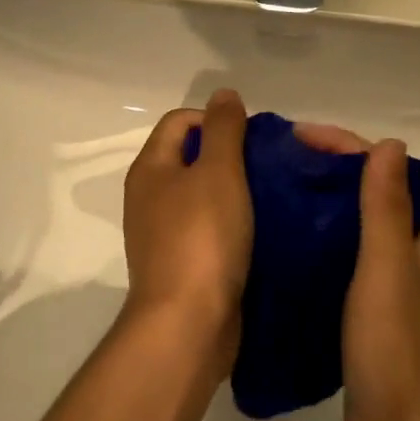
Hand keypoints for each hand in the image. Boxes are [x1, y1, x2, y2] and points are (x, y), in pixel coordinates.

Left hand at [121, 89, 253, 370]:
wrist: (188, 326)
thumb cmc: (202, 238)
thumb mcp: (218, 171)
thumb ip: (223, 128)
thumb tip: (224, 94)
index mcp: (151, 168)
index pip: (181, 120)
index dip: (216, 119)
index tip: (252, 139)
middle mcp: (149, 197)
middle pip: (191, 156)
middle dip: (229, 154)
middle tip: (266, 166)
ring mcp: (162, 233)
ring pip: (202, 194)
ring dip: (234, 190)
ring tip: (269, 195)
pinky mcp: (181, 264)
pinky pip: (208, 228)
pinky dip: (232, 222)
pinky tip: (259, 230)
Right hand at [298, 124, 419, 420]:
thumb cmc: (398, 350)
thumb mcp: (388, 268)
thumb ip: (387, 206)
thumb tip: (389, 144)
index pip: (385, 173)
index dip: (344, 148)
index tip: (296, 139)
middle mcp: (416, 258)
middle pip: (370, 197)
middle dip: (329, 175)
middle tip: (277, 168)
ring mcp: (396, 291)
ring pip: (356, 232)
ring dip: (323, 211)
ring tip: (274, 201)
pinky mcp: (374, 319)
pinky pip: (345, 266)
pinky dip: (320, 249)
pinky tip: (285, 252)